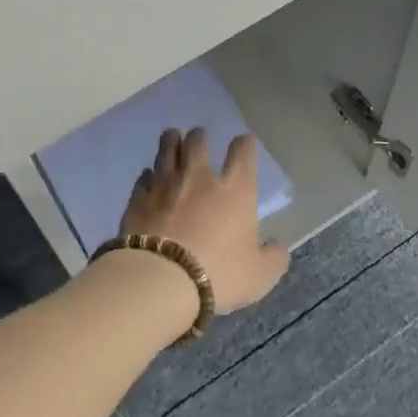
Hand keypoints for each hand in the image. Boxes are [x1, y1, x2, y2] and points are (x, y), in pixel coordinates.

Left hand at [120, 129, 290, 312]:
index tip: (244, 144)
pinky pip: (145, 177)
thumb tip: (279, 249)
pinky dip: (150, 175)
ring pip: (167, 148)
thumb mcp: (258, 276)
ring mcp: (165, 184)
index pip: (243, 152)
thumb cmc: (218, 274)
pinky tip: (150, 179)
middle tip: (200, 138)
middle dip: (200, 137)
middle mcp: (199, 177)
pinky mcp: (138, 197)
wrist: (159, 279)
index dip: (245, 144)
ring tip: (173, 138)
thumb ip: (272, 259)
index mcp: (235, 190)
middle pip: (198, 141)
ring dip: (172, 141)